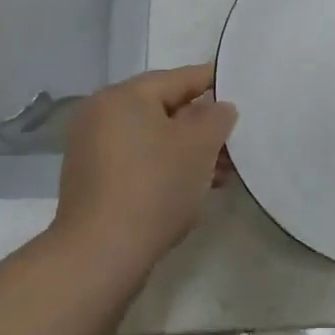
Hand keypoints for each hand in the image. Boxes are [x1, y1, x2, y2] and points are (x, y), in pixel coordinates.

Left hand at [52, 64, 237, 275]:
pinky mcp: (93, 181)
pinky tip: (194, 187)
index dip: (214, 81)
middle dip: (203, 126)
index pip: (179, 78)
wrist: (100, 255)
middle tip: (236, 140)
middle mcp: (102, 115)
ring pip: (154, 138)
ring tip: (223, 171)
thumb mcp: (199, 145)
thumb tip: (218, 108)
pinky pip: (139, 161)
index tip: (241, 88)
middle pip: (165, 109)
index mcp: (123, 96)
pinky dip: (166, 167)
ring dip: (188, 150)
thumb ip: (217, 117)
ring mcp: (93, 150)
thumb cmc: (154, 187)